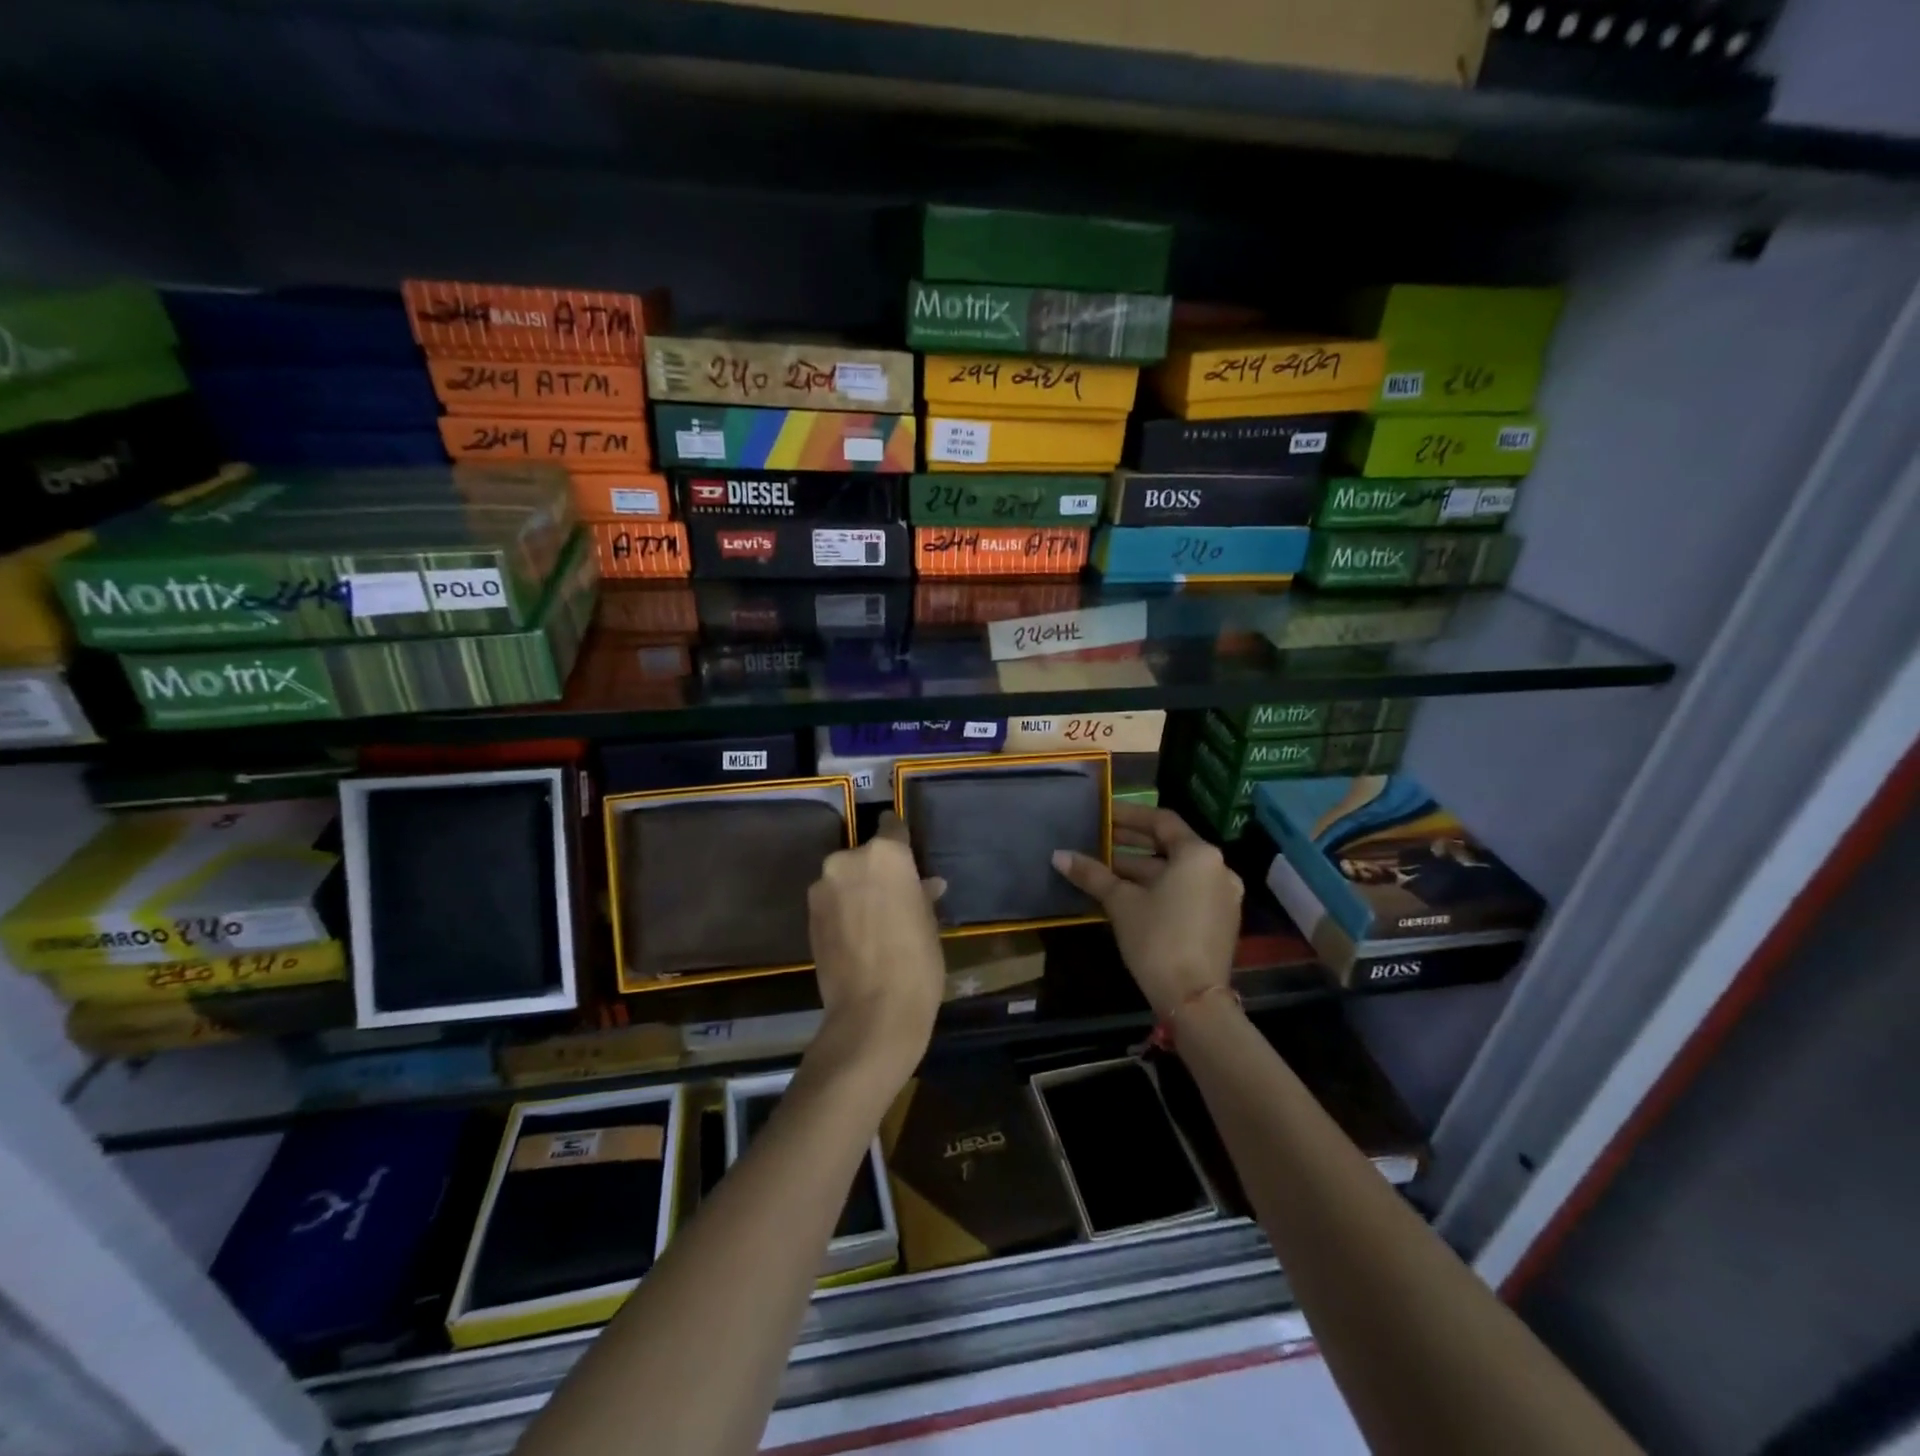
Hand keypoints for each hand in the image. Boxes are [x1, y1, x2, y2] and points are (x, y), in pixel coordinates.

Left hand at [805, 812, 946, 1094]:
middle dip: (877, 871)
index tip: (906, 853)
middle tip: (894, 897)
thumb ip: (921, 894)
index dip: (900, 839)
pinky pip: (832, 901)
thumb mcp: (928, 923)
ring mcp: (823, 888)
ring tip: (875, 921)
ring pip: (845, 878)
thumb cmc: (916, 961)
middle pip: (865, 855)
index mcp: (885, 854)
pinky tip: (858, 935)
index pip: (891, 826)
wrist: (873, 1012)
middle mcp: (848, 860)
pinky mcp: (808, 915)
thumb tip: (926, 885)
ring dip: (857, 891)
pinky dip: (843, 910)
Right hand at [1052, 803, 1240, 1018]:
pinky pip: (1186, 892)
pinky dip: (1159, 888)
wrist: (1193, 1000)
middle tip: (1097, 842)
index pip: (1161, 821)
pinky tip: (1127, 896)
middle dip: (1131, 845)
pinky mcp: (1220, 921)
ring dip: (1141, 870)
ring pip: (1176, 873)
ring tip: (1104, 870)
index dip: (1129, 816)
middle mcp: (1217, 869)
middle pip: (1170, 847)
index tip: (1103, 815)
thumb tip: (1058, 855)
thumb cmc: (1157, 938)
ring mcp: (1223, 896)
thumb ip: (1092, 874)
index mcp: (1198, 855)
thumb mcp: (1121, 903)